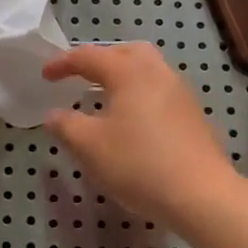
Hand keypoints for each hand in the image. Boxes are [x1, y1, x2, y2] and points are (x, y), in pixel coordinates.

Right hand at [42, 42, 236, 226]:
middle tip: (80, 76)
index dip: (63, 63)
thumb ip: (66, 125)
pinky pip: (158, 88)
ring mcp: (179, 91)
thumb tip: (53, 114)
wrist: (202, 195)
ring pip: (146, 68)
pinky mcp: (191, 113)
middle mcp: (156, 71)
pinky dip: (138, 92)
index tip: (45, 75)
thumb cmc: (139, 164)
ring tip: (104, 96)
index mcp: (128, 71)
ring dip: (122, 74)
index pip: (89, 56)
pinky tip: (131, 119)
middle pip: (124, 51)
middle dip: (99, 59)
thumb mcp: (90, 147)